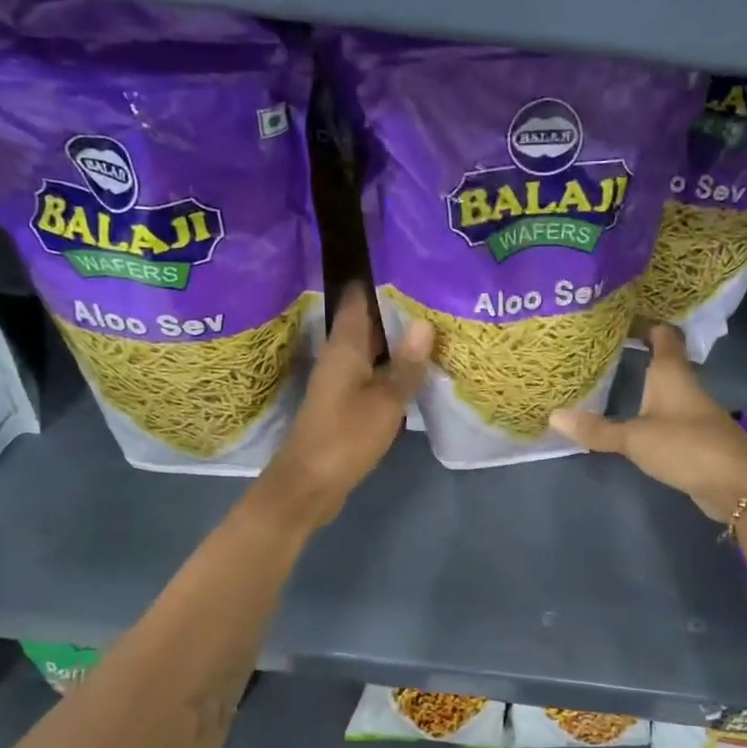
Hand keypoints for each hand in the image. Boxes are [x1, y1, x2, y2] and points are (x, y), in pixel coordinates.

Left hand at [258, 285, 431, 528]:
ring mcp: (342, 380)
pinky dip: (394, 366)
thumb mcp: (386, 400)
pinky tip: (419, 368)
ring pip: (373, 349)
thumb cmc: (346, 437)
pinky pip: (373, 372)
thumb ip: (407, 364)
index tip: (410, 264)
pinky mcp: (346, 401)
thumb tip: (425, 322)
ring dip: (398, 340)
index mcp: (345, 347)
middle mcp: (340, 356)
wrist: (310, 484)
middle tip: (436, 293)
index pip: (359, 299)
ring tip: (436, 324)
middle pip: (369, 323)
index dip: (380, 279)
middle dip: (398, 309)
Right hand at [548, 324, 746, 520]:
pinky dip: (649, 410)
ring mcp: (692, 412)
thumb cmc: (686, 447)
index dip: (643, 323)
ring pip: (664, 388)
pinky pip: (667, 414)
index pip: (662, 334)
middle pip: (663, 359)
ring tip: (608, 377)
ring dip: (642, 382)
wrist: (737, 485)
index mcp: (671, 373)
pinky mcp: (695, 437)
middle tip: (601, 348)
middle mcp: (684, 386)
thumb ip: (597, 429)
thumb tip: (553, 417)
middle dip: (637, 351)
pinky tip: (630, 416)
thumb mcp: (635, 438)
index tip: (617, 317)